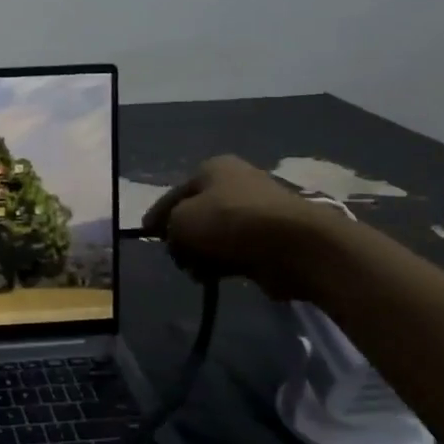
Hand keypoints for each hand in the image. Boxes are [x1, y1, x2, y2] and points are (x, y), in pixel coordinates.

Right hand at [142, 155, 339, 297]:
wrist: (295, 246)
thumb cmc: (229, 223)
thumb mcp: (181, 221)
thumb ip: (169, 227)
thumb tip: (177, 238)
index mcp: (213, 167)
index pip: (174, 193)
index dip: (158, 216)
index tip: (148, 235)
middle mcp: (237, 182)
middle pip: (197, 214)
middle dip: (185, 239)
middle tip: (179, 258)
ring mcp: (259, 209)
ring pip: (217, 235)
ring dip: (205, 254)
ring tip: (201, 272)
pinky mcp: (275, 236)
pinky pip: (239, 250)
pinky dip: (228, 262)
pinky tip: (222, 275)